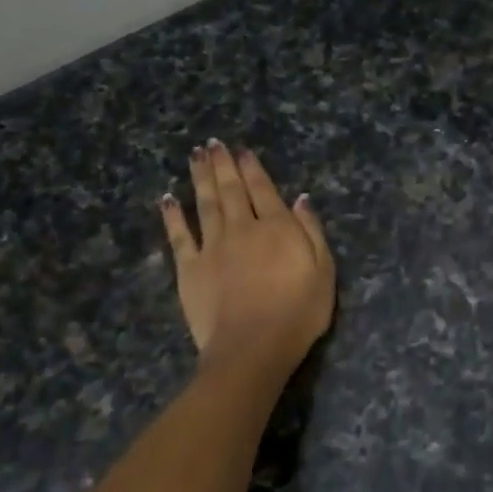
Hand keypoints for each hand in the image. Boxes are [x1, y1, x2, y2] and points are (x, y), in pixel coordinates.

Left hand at [160, 141, 334, 369]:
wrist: (253, 347)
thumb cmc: (298, 313)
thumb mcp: (324, 272)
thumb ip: (311, 232)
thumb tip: (300, 200)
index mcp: (277, 228)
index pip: (263, 190)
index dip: (252, 168)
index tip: (242, 151)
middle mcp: (242, 228)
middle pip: (231, 190)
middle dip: (222, 164)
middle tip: (212, 143)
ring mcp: (213, 247)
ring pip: (205, 203)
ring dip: (200, 178)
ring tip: (195, 156)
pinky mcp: (189, 268)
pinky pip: (179, 235)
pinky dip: (172, 215)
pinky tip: (168, 198)